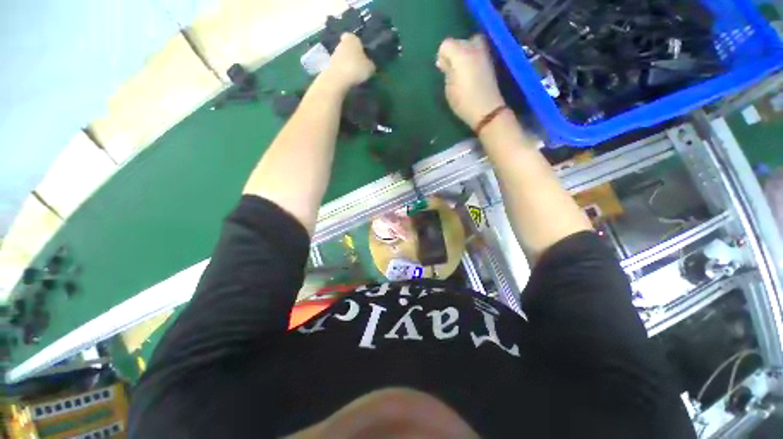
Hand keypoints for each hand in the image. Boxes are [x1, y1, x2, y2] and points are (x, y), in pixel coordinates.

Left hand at [322, 33, 376, 92]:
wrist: (337, 79)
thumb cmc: (356, 68)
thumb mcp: (370, 67)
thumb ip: (370, 63)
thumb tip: (370, 64)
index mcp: (352, 38)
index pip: (355, 38)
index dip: (359, 45)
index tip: (363, 53)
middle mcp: (341, 43)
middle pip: (348, 47)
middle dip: (352, 54)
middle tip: (360, 65)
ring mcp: (333, 54)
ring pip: (342, 57)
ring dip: (347, 63)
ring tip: (354, 74)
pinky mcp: (329, 65)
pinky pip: (339, 67)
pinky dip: (342, 71)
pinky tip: (347, 79)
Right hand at [437, 35, 505, 128]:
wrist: (487, 110)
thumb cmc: (464, 101)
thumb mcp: (449, 89)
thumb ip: (446, 72)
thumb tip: (445, 63)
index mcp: (460, 54)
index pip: (446, 45)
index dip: (442, 57)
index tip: (442, 70)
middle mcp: (473, 48)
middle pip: (459, 41)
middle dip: (453, 52)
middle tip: (452, 68)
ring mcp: (484, 53)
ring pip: (471, 42)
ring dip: (465, 52)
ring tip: (462, 69)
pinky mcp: (490, 61)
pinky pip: (479, 51)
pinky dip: (473, 56)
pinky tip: (471, 71)